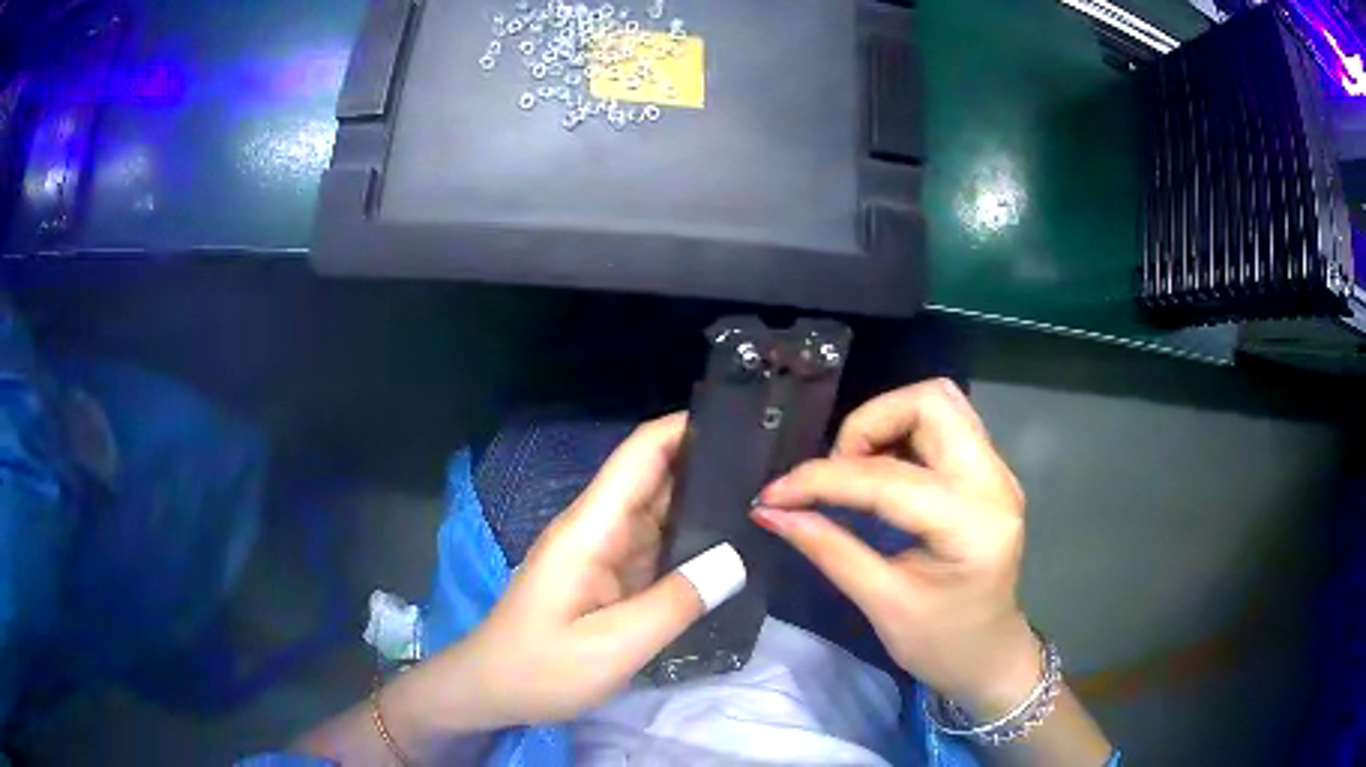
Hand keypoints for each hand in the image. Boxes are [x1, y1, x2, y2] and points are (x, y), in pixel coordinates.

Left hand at [297, 415, 747, 763]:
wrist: (491, 690)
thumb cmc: (541, 668)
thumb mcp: (611, 647)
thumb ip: (674, 604)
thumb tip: (736, 558)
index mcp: (590, 530)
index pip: (640, 456)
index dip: (685, 427)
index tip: (743, 419)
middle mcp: (597, 529)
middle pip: (655, 477)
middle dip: (708, 461)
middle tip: (774, 464)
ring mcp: (602, 553)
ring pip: (659, 511)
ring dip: (705, 500)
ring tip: (765, 496)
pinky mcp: (608, 578)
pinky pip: (656, 546)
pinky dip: (691, 539)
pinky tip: (729, 544)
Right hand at [753, 379, 1039, 717]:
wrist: (990, 656)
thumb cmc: (941, 644)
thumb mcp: (883, 604)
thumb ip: (829, 549)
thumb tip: (771, 512)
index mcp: (971, 525)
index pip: (888, 477)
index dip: (822, 479)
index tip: (775, 495)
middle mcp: (993, 482)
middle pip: (931, 402)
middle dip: (868, 424)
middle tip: (837, 473)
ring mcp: (996, 471)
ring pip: (939, 403)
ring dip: (886, 422)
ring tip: (855, 471)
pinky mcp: (988, 472)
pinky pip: (944, 424)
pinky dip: (902, 433)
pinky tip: (881, 473)